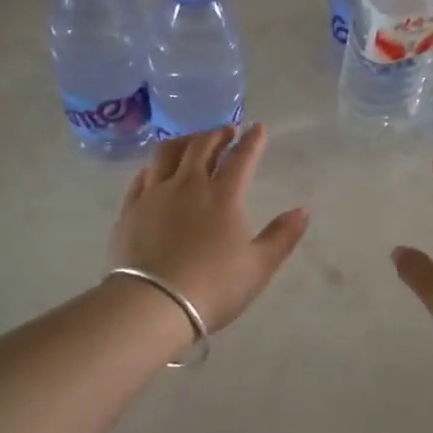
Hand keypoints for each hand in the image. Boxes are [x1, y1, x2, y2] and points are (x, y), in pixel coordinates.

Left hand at [111, 124, 310, 332]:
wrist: (153, 304)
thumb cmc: (213, 287)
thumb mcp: (258, 267)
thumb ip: (282, 236)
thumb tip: (302, 210)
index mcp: (222, 196)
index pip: (241, 158)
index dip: (252, 141)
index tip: (258, 127)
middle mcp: (187, 185)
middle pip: (201, 147)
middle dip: (217, 134)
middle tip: (226, 131)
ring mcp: (154, 195)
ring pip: (166, 154)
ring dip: (183, 141)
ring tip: (191, 142)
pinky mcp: (130, 210)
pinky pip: (141, 177)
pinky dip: (153, 167)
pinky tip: (155, 171)